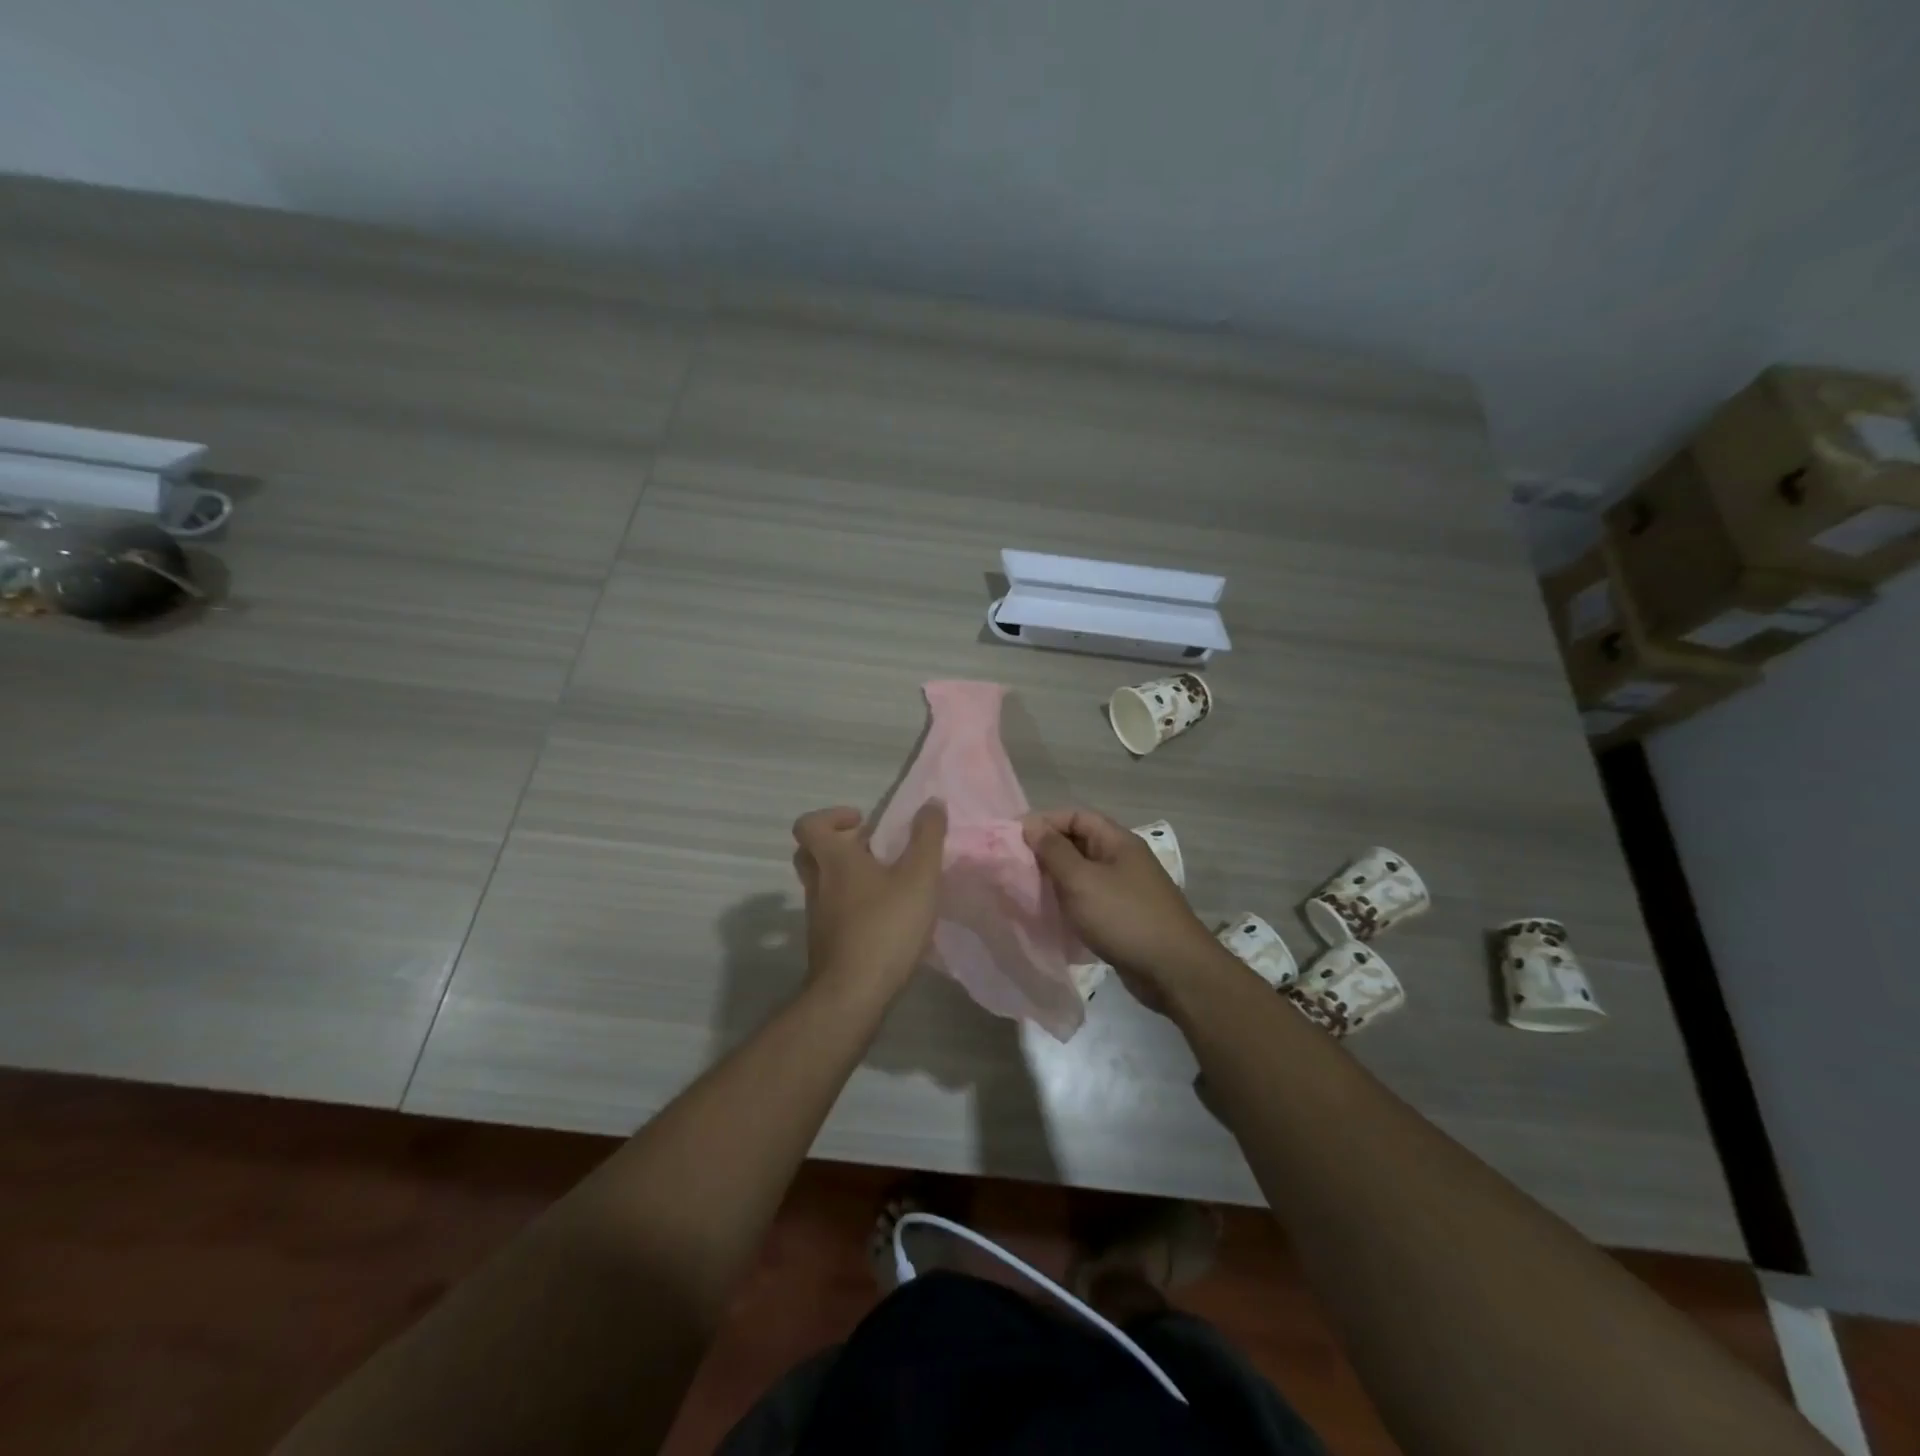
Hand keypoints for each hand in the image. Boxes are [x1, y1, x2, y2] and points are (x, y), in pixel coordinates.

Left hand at [791, 802, 947, 1000]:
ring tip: (886, 884)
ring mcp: (818, 917)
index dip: (832, 817)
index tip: (864, 823)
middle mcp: (818, 885)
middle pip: (811, 853)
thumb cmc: (886, 927)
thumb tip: (932, 802)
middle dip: (838, 845)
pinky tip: (883, 918)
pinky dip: (851, 905)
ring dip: (846, 876)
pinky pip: (832, 911)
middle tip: (871, 849)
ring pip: (822, 884)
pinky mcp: (825, 944)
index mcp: (834, 861)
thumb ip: (927, 837)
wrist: (852, 995)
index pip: (809, 825)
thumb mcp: (919, 877)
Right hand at [1025, 807, 1221, 1010]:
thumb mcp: (1082, 881)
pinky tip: (1050, 916)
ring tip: (1025, 891)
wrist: (1174, 971)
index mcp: (1117, 841)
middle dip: (1046, 852)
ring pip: (1082, 874)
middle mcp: (1122, 859)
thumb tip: (1031, 825)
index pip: (1075, 816)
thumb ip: (1054, 851)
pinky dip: (1069, 903)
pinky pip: (1090, 900)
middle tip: (1014, 867)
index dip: (1043, 822)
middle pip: (1078, 843)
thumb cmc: (1125, 917)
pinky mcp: (1124, 917)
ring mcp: (1125, 889)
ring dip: (1055, 880)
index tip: (1012, 839)